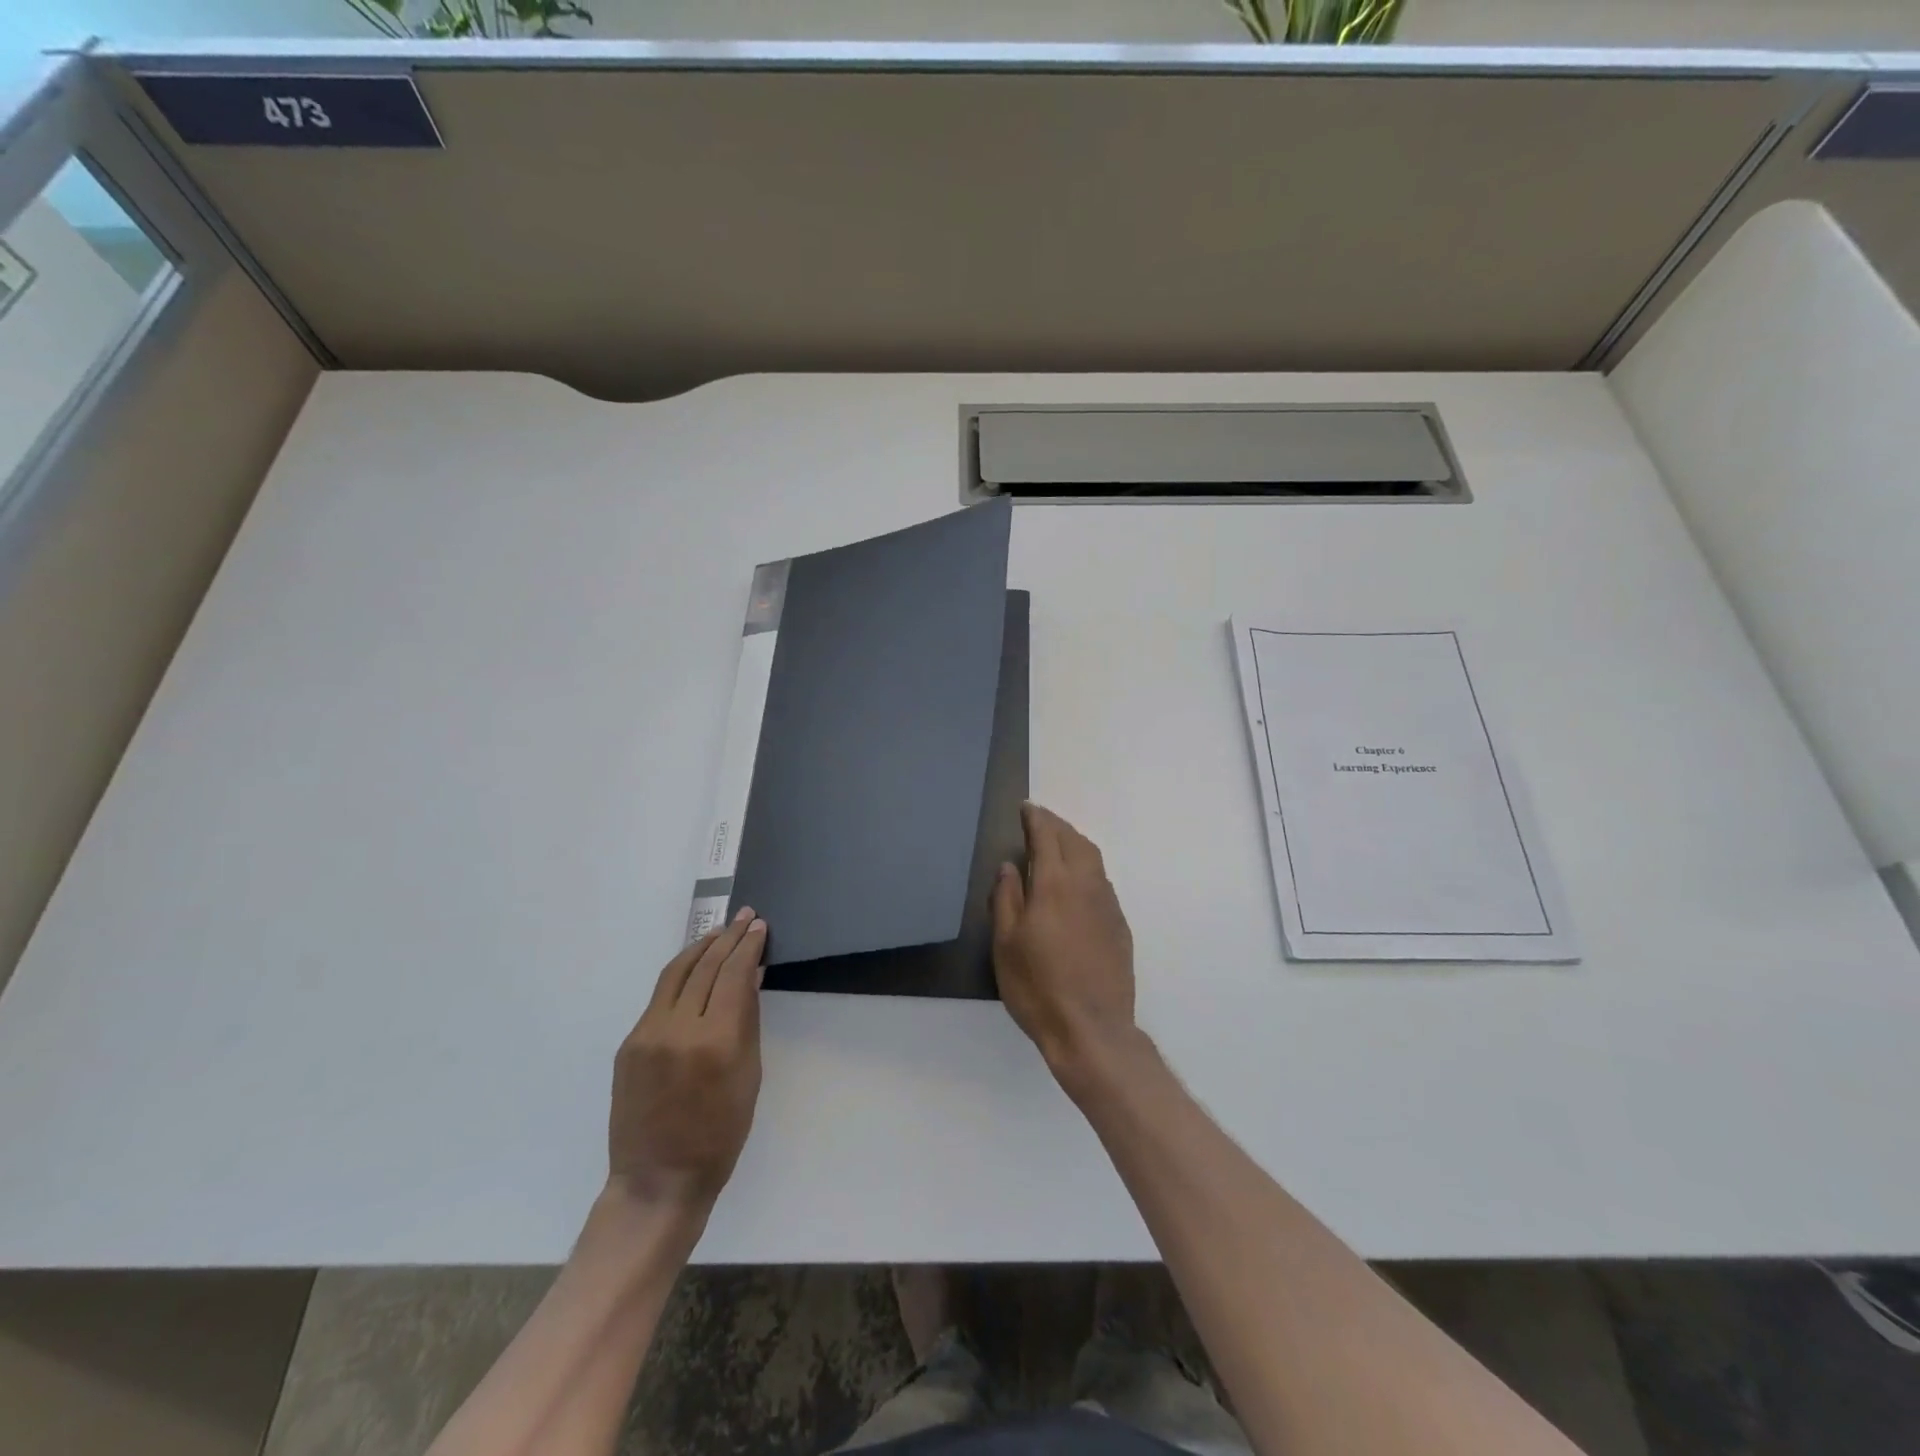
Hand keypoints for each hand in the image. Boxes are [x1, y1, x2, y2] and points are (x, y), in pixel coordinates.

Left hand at [608, 909, 765, 1213]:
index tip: (759, 926)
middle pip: (706, 966)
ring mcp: (647, 1034)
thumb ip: (749, 1020)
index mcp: (716, 1041)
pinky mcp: (629, 1043)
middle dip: (729, 938)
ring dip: (702, 947)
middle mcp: (678, 1029)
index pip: (735, 974)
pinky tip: (695, 966)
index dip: (749, 945)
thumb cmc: (720, 1135)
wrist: (658, 1180)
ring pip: (676, 972)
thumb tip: (752, 976)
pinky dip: (681, 973)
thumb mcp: (749, 1076)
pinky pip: (659, 996)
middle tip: (746, 917)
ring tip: (720, 932)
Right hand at [992, 803, 1136, 1085]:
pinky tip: (1076, 882)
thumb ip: (1007, 898)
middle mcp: (1086, 886)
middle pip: (1075, 841)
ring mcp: (1108, 905)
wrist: (1092, 1030)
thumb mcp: (1006, 944)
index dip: (1036, 818)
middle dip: (1057, 825)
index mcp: (1055, 884)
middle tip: (1040, 820)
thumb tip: (1009, 866)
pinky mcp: (1120, 926)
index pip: (1047, 836)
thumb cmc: (1038, 987)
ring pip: (1093, 859)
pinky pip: (1102, 881)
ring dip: (1074, 843)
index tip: (1026, 807)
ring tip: (1058, 843)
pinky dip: (1087, 867)